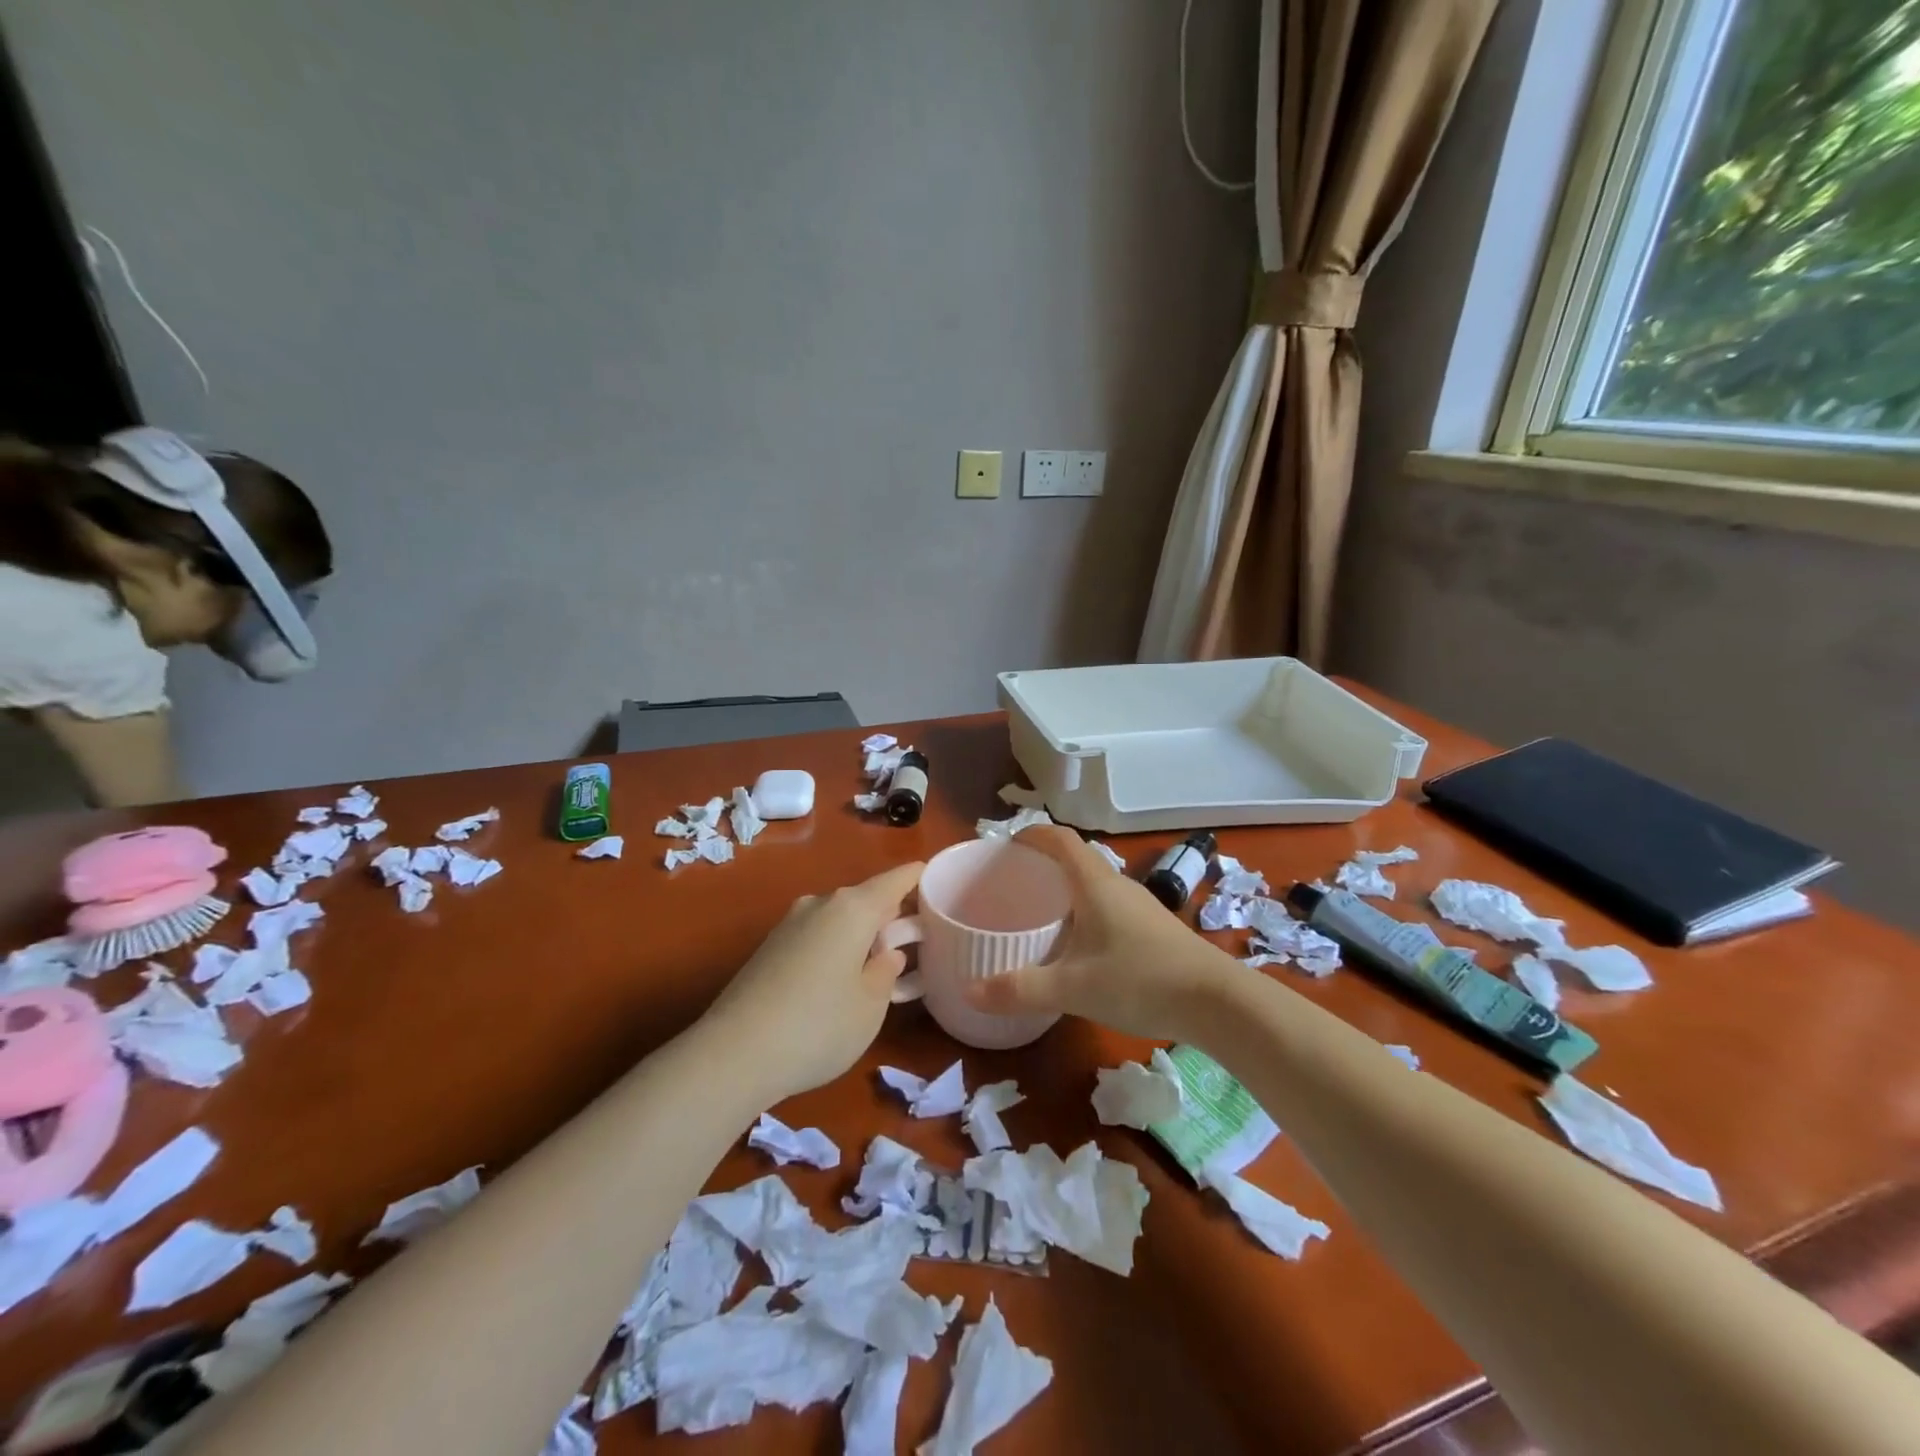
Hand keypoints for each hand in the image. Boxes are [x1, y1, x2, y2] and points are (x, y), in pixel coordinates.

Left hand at [701, 861, 923, 1100]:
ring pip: (837, 918)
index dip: (917, 877)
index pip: (894, 880)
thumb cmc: (818, 1026)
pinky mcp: (767, 948)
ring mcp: (788, 924)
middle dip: (889, 914)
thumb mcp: (871, 1006)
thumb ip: (886, 972)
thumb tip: (886, 953)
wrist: (733, 1054)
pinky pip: (814, 936)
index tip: (936, 878)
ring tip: (876, 963)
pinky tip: (836, 980)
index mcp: (852, 909)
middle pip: (864, 899)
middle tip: (913, 938)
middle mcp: (819, 904)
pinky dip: (833, 947)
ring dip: (859, 933)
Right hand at [964, 826, 1238, 1040]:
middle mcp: (1118, 886)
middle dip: (1045, 863)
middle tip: (1016, 882)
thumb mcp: (1073, 988)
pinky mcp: (1155, 929)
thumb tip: (970, 991)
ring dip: (1068, 888)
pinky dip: (1088, 910)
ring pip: (1097, 884)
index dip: (1034, 834)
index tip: (1008, 843)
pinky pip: (1111, 905)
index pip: (1061, 839)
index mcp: (1096, 884)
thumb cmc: (1141, 981)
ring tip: (1042, 911)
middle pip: (1078, 859)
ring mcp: (1141, 907)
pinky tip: (1081, 944)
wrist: (1218, 1002)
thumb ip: (1020, 989)